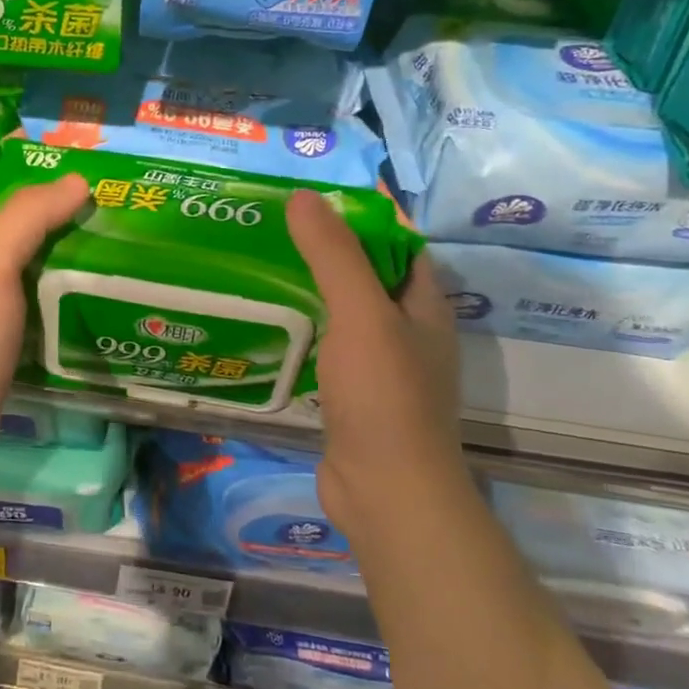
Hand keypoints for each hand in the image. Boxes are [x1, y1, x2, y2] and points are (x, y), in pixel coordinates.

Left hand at [0, 158, 88, 479]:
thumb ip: (27, 216)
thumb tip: (76, 178)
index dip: (18, 153)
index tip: (66, 143)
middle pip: (11, 213)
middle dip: (52, 195)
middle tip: (105, 185)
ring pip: (27, 253)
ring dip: (62, 238)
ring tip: (112, 225)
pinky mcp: (1, 329)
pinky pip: (36, 291)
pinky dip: (62, 279)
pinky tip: (96, 279)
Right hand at [285, 190, 463, 535]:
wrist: (386, 492)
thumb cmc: (384, 395)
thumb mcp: (361, 314)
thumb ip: (334, 255)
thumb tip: (303, 196)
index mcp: (424, 305)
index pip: (397, 243)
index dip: (362, 216)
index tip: (312, 197)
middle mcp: (408, 331)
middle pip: (368, 275)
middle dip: (328, 249)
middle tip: (275, 226)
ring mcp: (382, 366)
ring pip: (345, 312)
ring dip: (313, 288)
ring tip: (263, 262)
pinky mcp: (354, 394)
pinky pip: (329, 345)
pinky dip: (305, 327)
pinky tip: (270, 320)